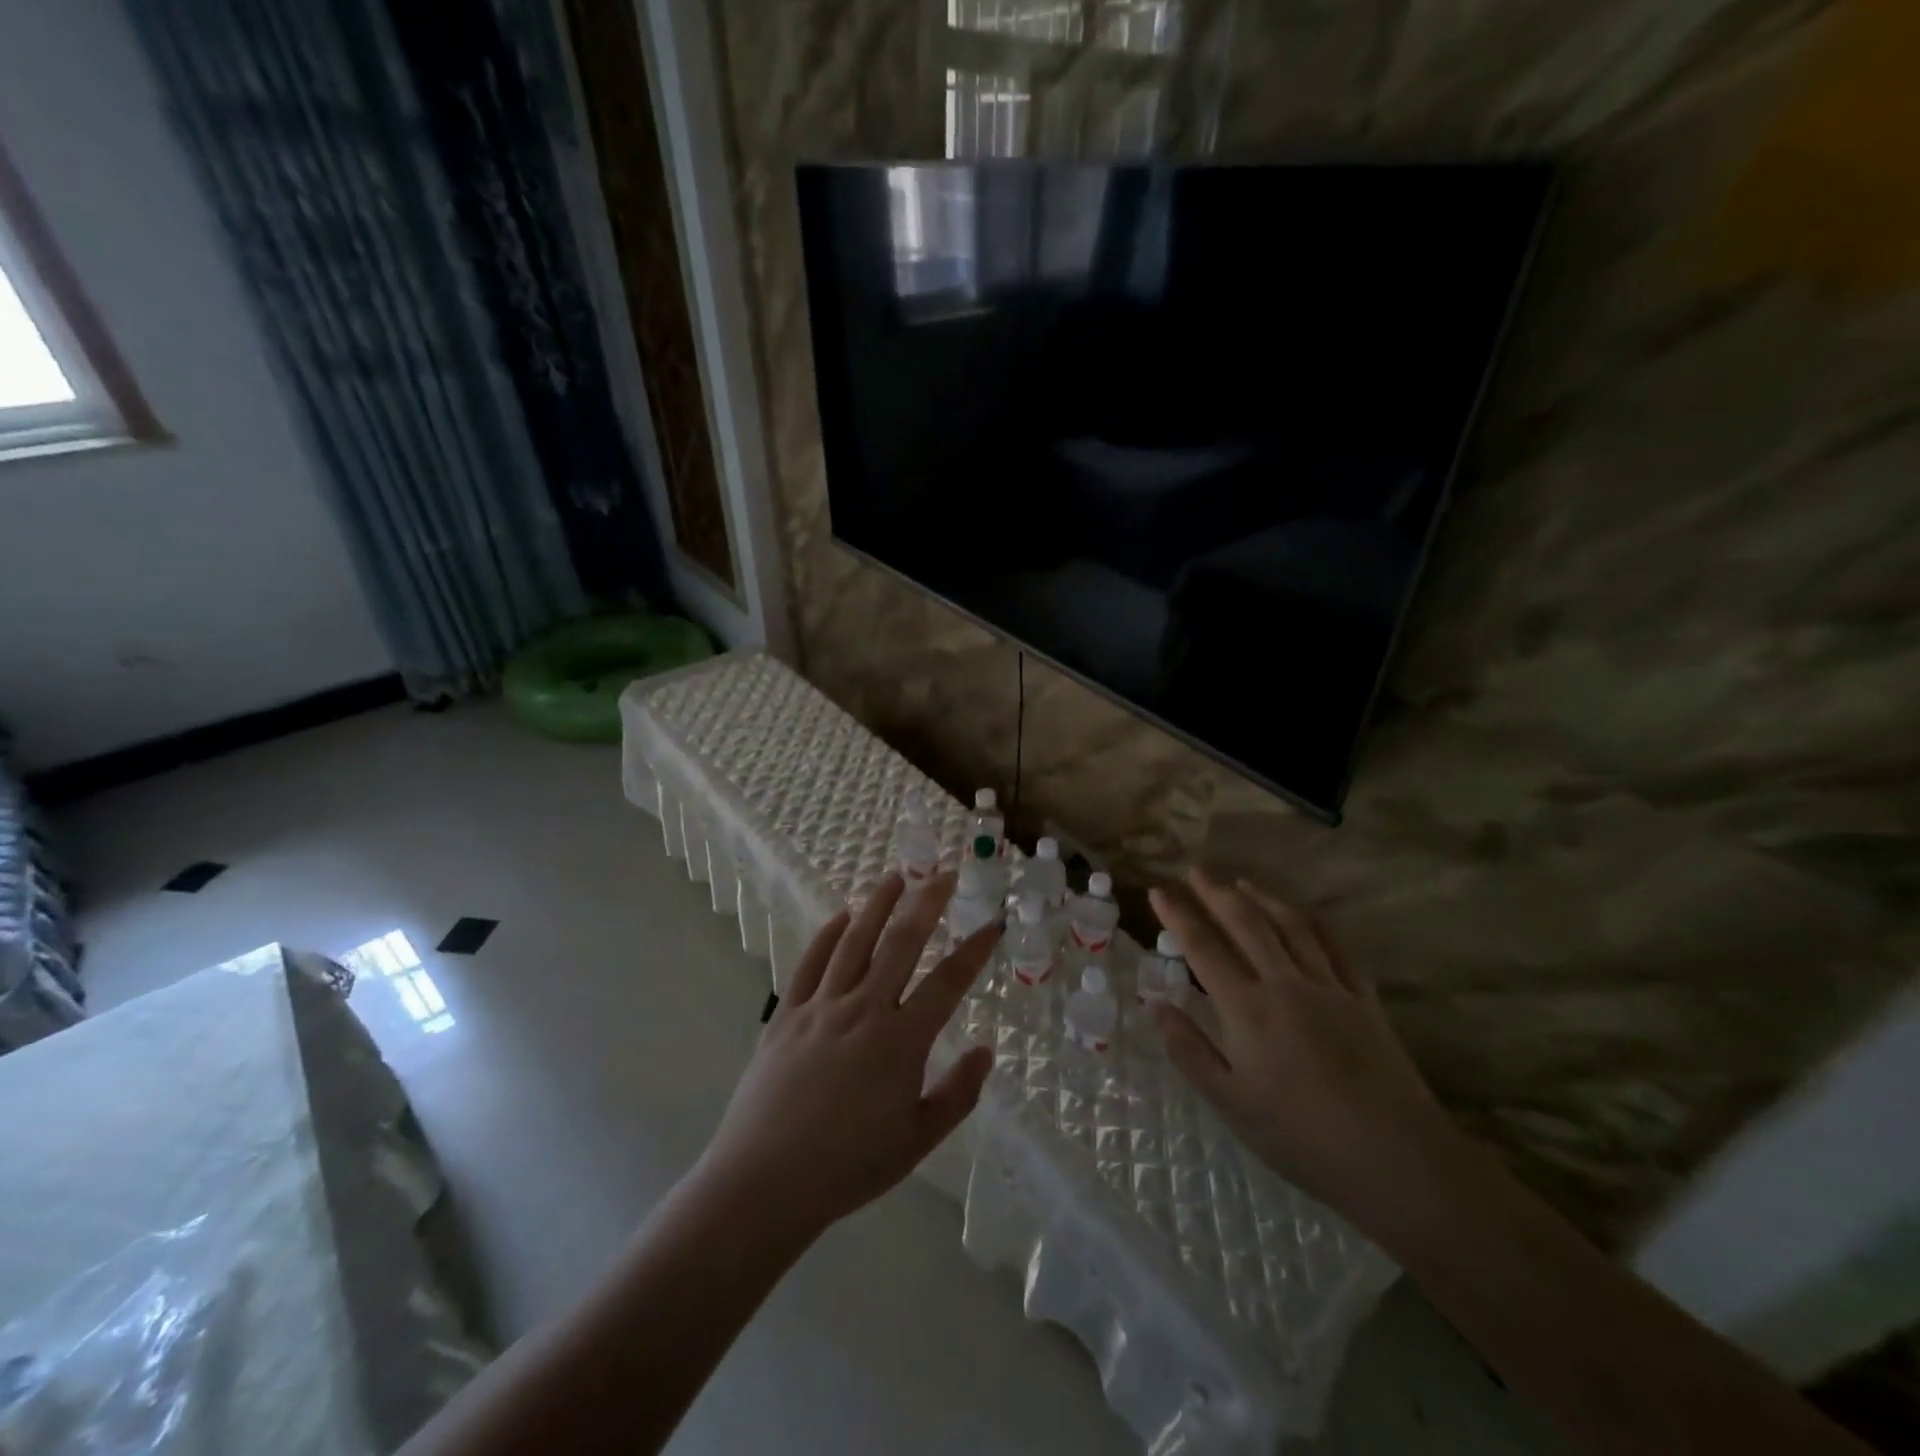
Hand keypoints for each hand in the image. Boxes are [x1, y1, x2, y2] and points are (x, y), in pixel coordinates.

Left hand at [696, 873, 998, 1239]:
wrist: (765, 1182)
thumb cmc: (848, 1166)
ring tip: (894, 877)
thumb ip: (957, 1095)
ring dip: (877, 905)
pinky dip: (828, 934)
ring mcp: (821, 1007)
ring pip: (854, 942)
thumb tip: (985, 1051)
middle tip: (942, 874)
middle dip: (925, 904)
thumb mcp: (916, 1141)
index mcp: (901, 1041)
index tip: (992, 923)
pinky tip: (842, 916)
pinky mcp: (787, 1013)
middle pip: (900, 944)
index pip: (948, 982)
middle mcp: (864, 1010)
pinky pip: (810, 962)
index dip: (974, 950)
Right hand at [1149, 869, 1461, 1222]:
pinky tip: (1306, 916)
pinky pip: (1337, 949)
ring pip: (1291, 927)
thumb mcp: (1231, 1104)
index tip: (1157, 891)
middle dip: (1216, 893)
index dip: (1178, 917)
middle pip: (1246, 924)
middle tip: (1196, 870)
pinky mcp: (1365, 1001)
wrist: (1396, 1161)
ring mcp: (1330, 988)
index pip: (1203, 949)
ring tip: (1241, 882)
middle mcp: (1285, 984)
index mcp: (1248, 1009)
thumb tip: (1156, 1006)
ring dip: (1263, 899)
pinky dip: (1316, 925)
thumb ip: (1190, 1051)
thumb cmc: (1302, 1138)